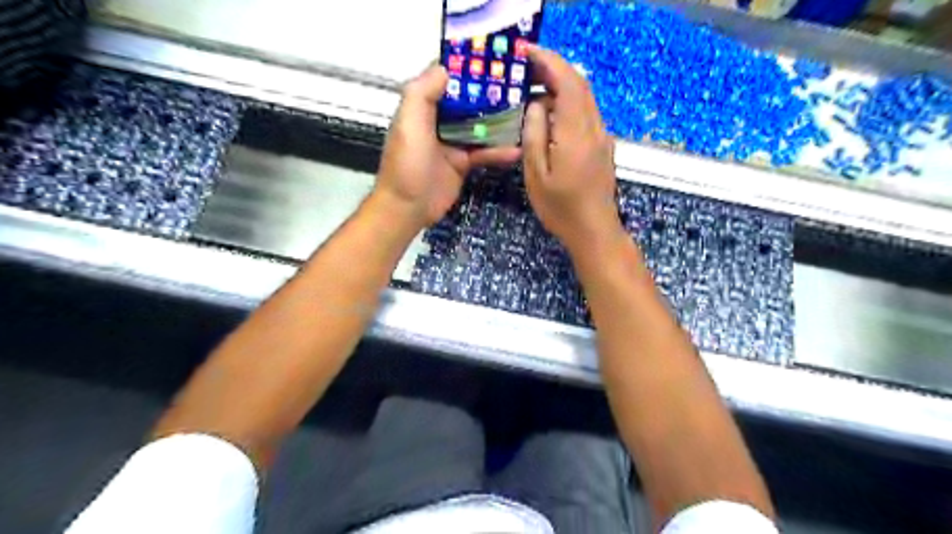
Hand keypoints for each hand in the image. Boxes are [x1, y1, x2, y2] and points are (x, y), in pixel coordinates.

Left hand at [375, 63, 518, 225]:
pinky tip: (517, 150)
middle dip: (490, 93)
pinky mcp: (463, 163)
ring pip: (479, 126)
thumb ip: (422, 93)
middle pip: (467, 101)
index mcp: (422, 107)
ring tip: (525, 113)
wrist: (408, 208)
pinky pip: (484, 152)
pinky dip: (499, 151)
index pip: (446, 79)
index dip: (466, 68)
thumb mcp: (409, 123)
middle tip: (518, 85)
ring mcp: (452, 142)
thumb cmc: (406, 164)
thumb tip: (445, 68)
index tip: (492, 58)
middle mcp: (438, 121)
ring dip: (499, 121)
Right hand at [520, 45, 626, 253]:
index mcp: (576, 133)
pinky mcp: (602, 146)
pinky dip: (568, 101)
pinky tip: (551, 111)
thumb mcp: (536, 175)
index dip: (549, 61)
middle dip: (554, 68)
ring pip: (585, 98)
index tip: (527, 52)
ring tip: (535, 84)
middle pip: (579, 84)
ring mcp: (602, 137)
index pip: (568, 82)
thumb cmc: (561, 208)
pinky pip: (586, 113)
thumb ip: (534, 136)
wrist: (594, 231)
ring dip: (562, 84)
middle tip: (527, 65)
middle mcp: (594, 128)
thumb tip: (536, 105)